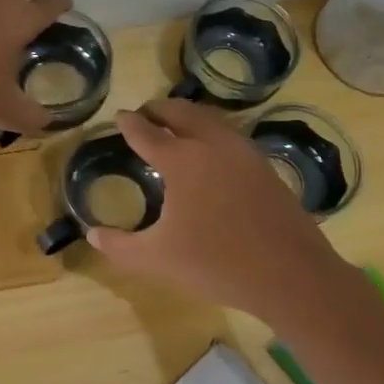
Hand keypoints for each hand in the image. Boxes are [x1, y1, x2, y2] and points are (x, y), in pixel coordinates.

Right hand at [84, 99, 349, 321]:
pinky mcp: (264, 166)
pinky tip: (211, 152)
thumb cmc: (217, 263)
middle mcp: (211, 145)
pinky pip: (230, 135)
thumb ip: (120, 247)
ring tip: (176, 125)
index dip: (130, 124)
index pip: (147, 133)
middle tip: (146, 114)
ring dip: (188, 116)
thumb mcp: (157, 259)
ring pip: (210, 119)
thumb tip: (92, 235)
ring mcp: (243, 153)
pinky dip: (212, 131)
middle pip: (181, 112)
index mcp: (181, 160)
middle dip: (160, 109)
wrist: (291, 275)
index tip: (121, 117)